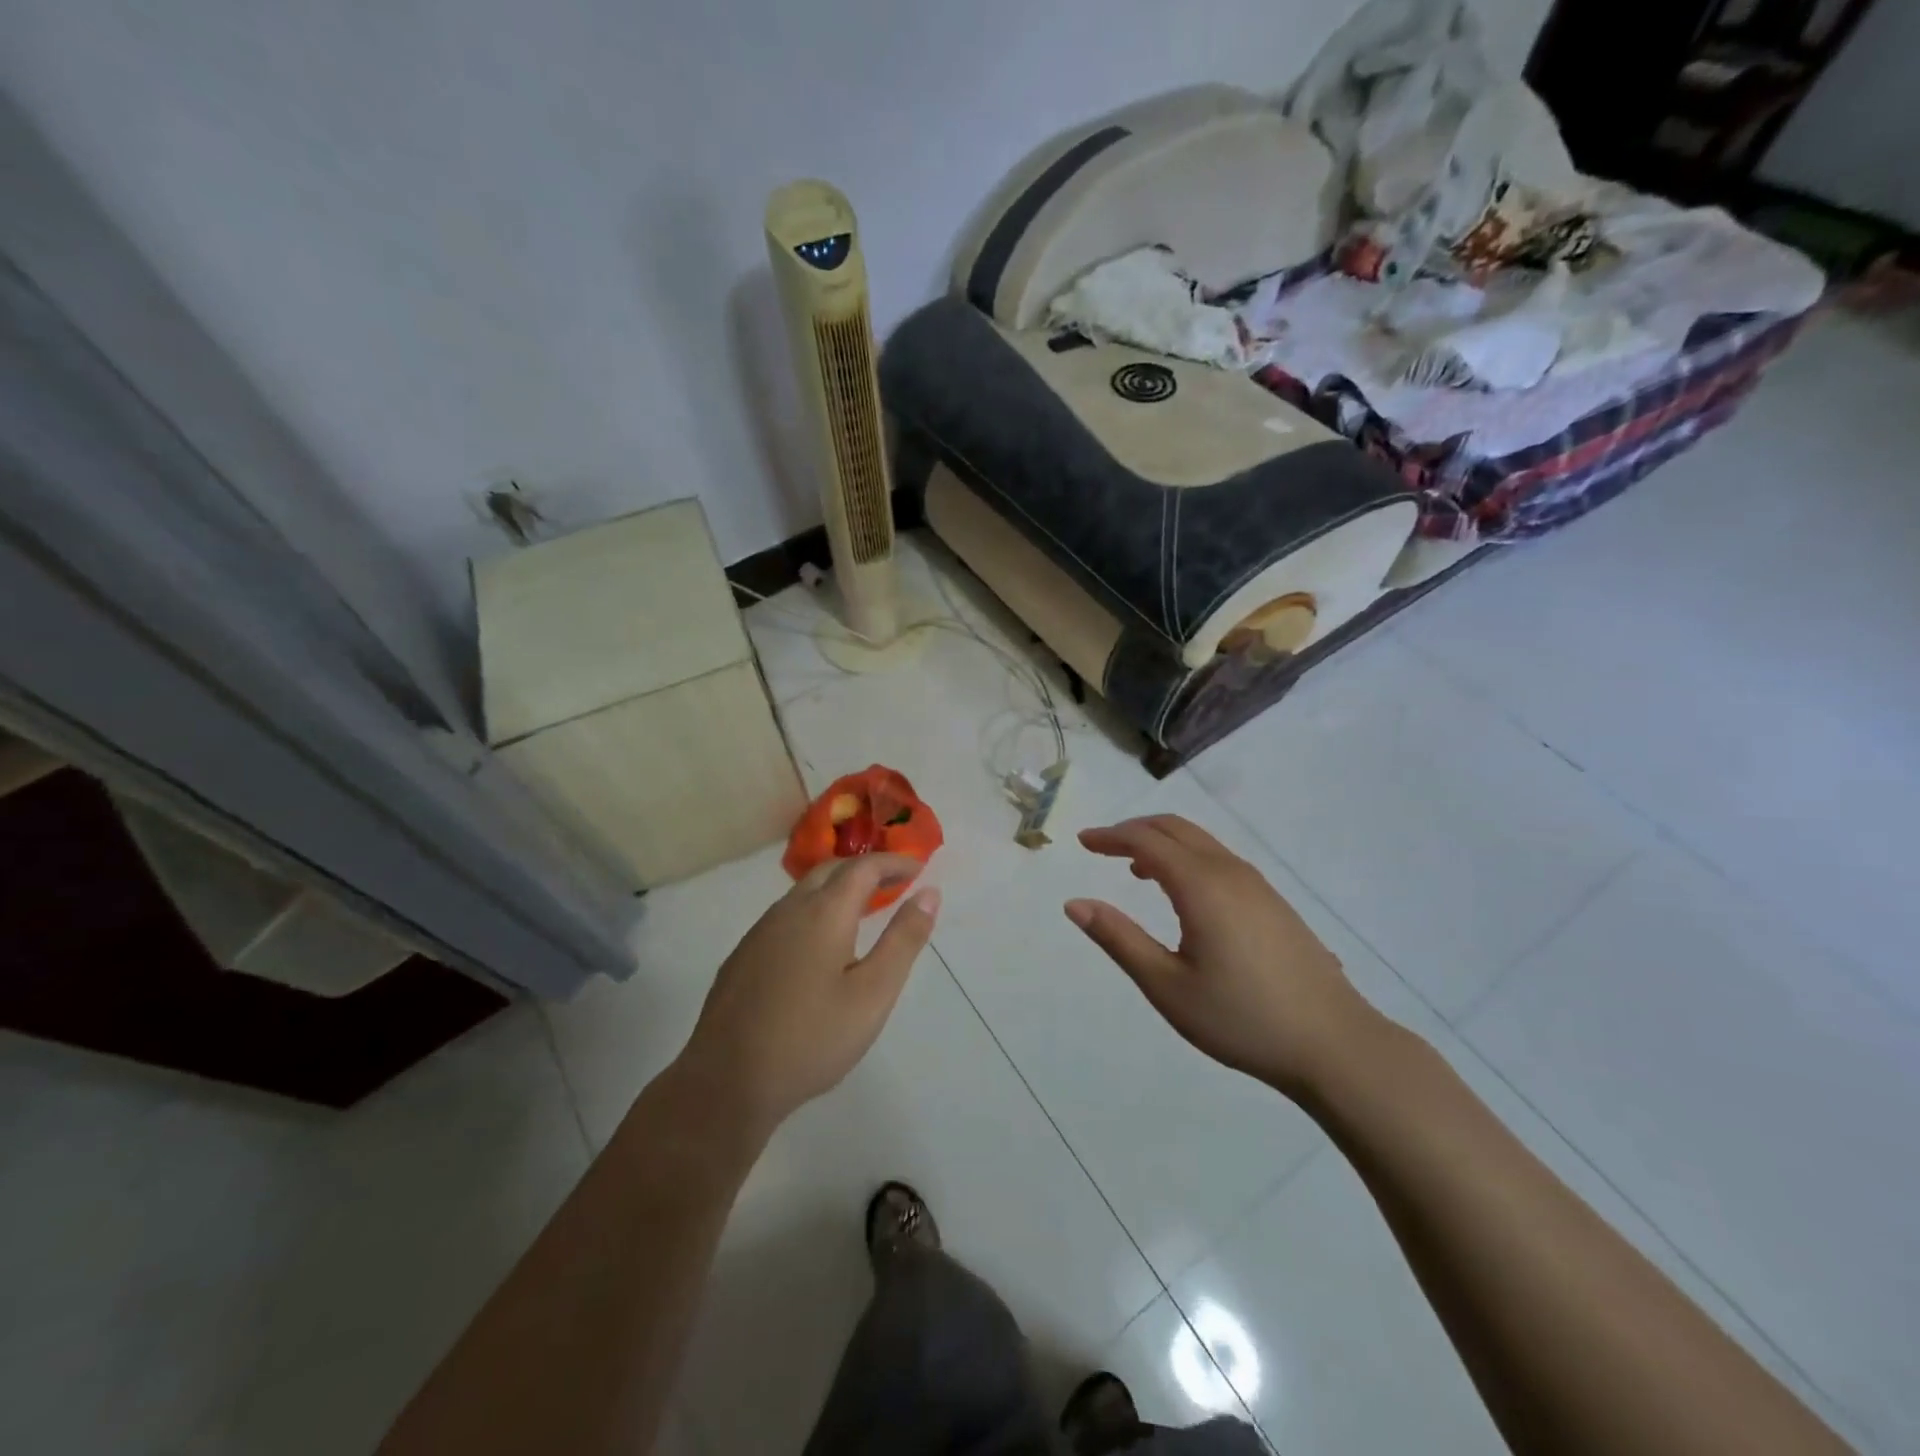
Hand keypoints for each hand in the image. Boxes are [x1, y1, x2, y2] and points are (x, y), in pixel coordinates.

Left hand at [675, 854, 939, 1138]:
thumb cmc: (812, 1038)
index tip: (919, 870)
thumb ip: (904, 939)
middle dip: (865, 869)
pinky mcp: (742, 956)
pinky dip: (813, 912)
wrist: (727, 1081)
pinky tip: (818, 946)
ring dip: (837, 889)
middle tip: (894, 884)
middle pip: (830, 871)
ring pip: (803, 892)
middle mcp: (789, 910)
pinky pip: (784, 916)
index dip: (894, 862)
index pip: (864, 867)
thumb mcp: (874, 993)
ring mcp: (760, 932)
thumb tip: (929, 894)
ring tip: (862, 910)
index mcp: (824, 912)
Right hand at [1067, 815, 1380, 1098]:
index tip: (1082, 842)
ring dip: (1163, 844)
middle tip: (1102, 847)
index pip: (1146, 840)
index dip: (1110, 836)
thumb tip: (1074, 904)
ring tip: (1135, 870)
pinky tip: (1183, 895)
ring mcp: (1257, 885)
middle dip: (1134, 830)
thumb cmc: (1241, 1018)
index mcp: (1201, 885)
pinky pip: (1220, 860)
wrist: (1334, 1044)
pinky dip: (1188, 858)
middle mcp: (1229, 871)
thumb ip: (1119, 939)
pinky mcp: (1273, 902)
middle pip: (1175, 828)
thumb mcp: (1167, 985)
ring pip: (1201, 842)